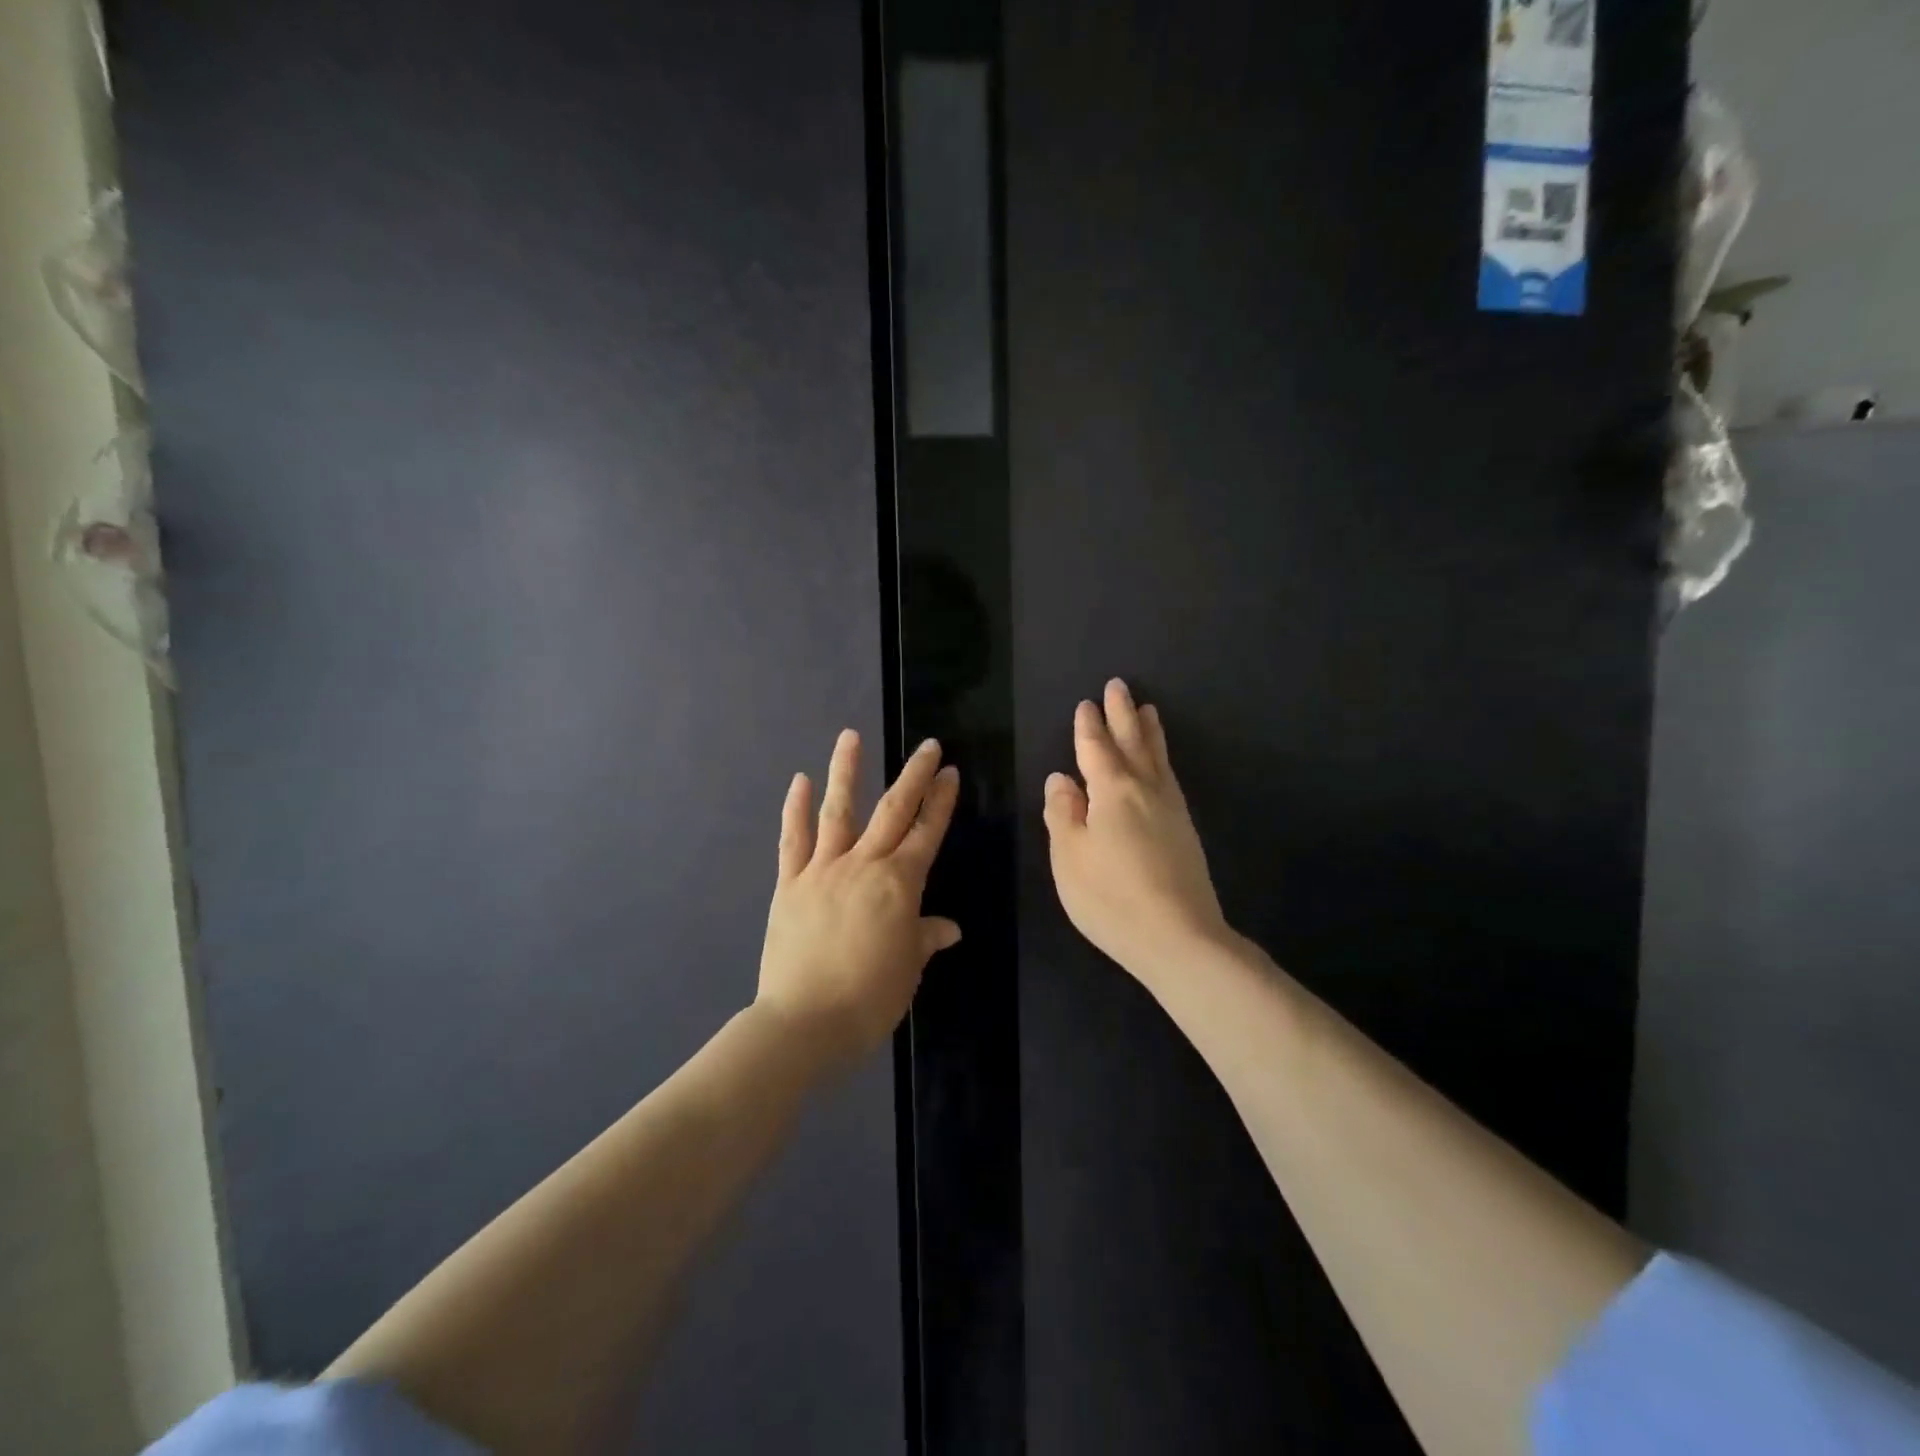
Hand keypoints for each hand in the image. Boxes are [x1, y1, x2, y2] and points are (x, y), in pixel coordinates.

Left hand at [757, 730, 961, 1069]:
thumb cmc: (868, 999)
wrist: (803, 1023)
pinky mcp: (790, 884)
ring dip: (846, 771)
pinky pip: (793, 840)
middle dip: (914, 776)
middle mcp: (863, 865)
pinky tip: (800, 781)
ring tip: (850, 736)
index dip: (941, 801)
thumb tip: (948, 928)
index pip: (926, 833)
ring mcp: (823, 870)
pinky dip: (796, 808)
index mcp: (899, 884)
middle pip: (893, 811)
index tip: (950, 772)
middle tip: (928, 746)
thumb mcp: (908, 969)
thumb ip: (926, 938)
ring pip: (839, 811)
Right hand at [1043, 679, 1228, 980]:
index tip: (1087, 703)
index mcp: (1111, 791)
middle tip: (1119, 686)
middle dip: (1122, 714)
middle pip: (1132, 743)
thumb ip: (1062, 814)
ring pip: (1157, 758)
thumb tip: (1061, 780)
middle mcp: (1145, 790)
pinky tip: (1162, 765)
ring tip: (1148, 710)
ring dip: (1149, 731)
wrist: (1180, 937)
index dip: (1089, 726)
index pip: (1095, 749)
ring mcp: (1170, 809)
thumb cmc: (1111, 897)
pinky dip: (1163, 759)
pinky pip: (1170, 777)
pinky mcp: (1185, 829)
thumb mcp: (1069, 857)